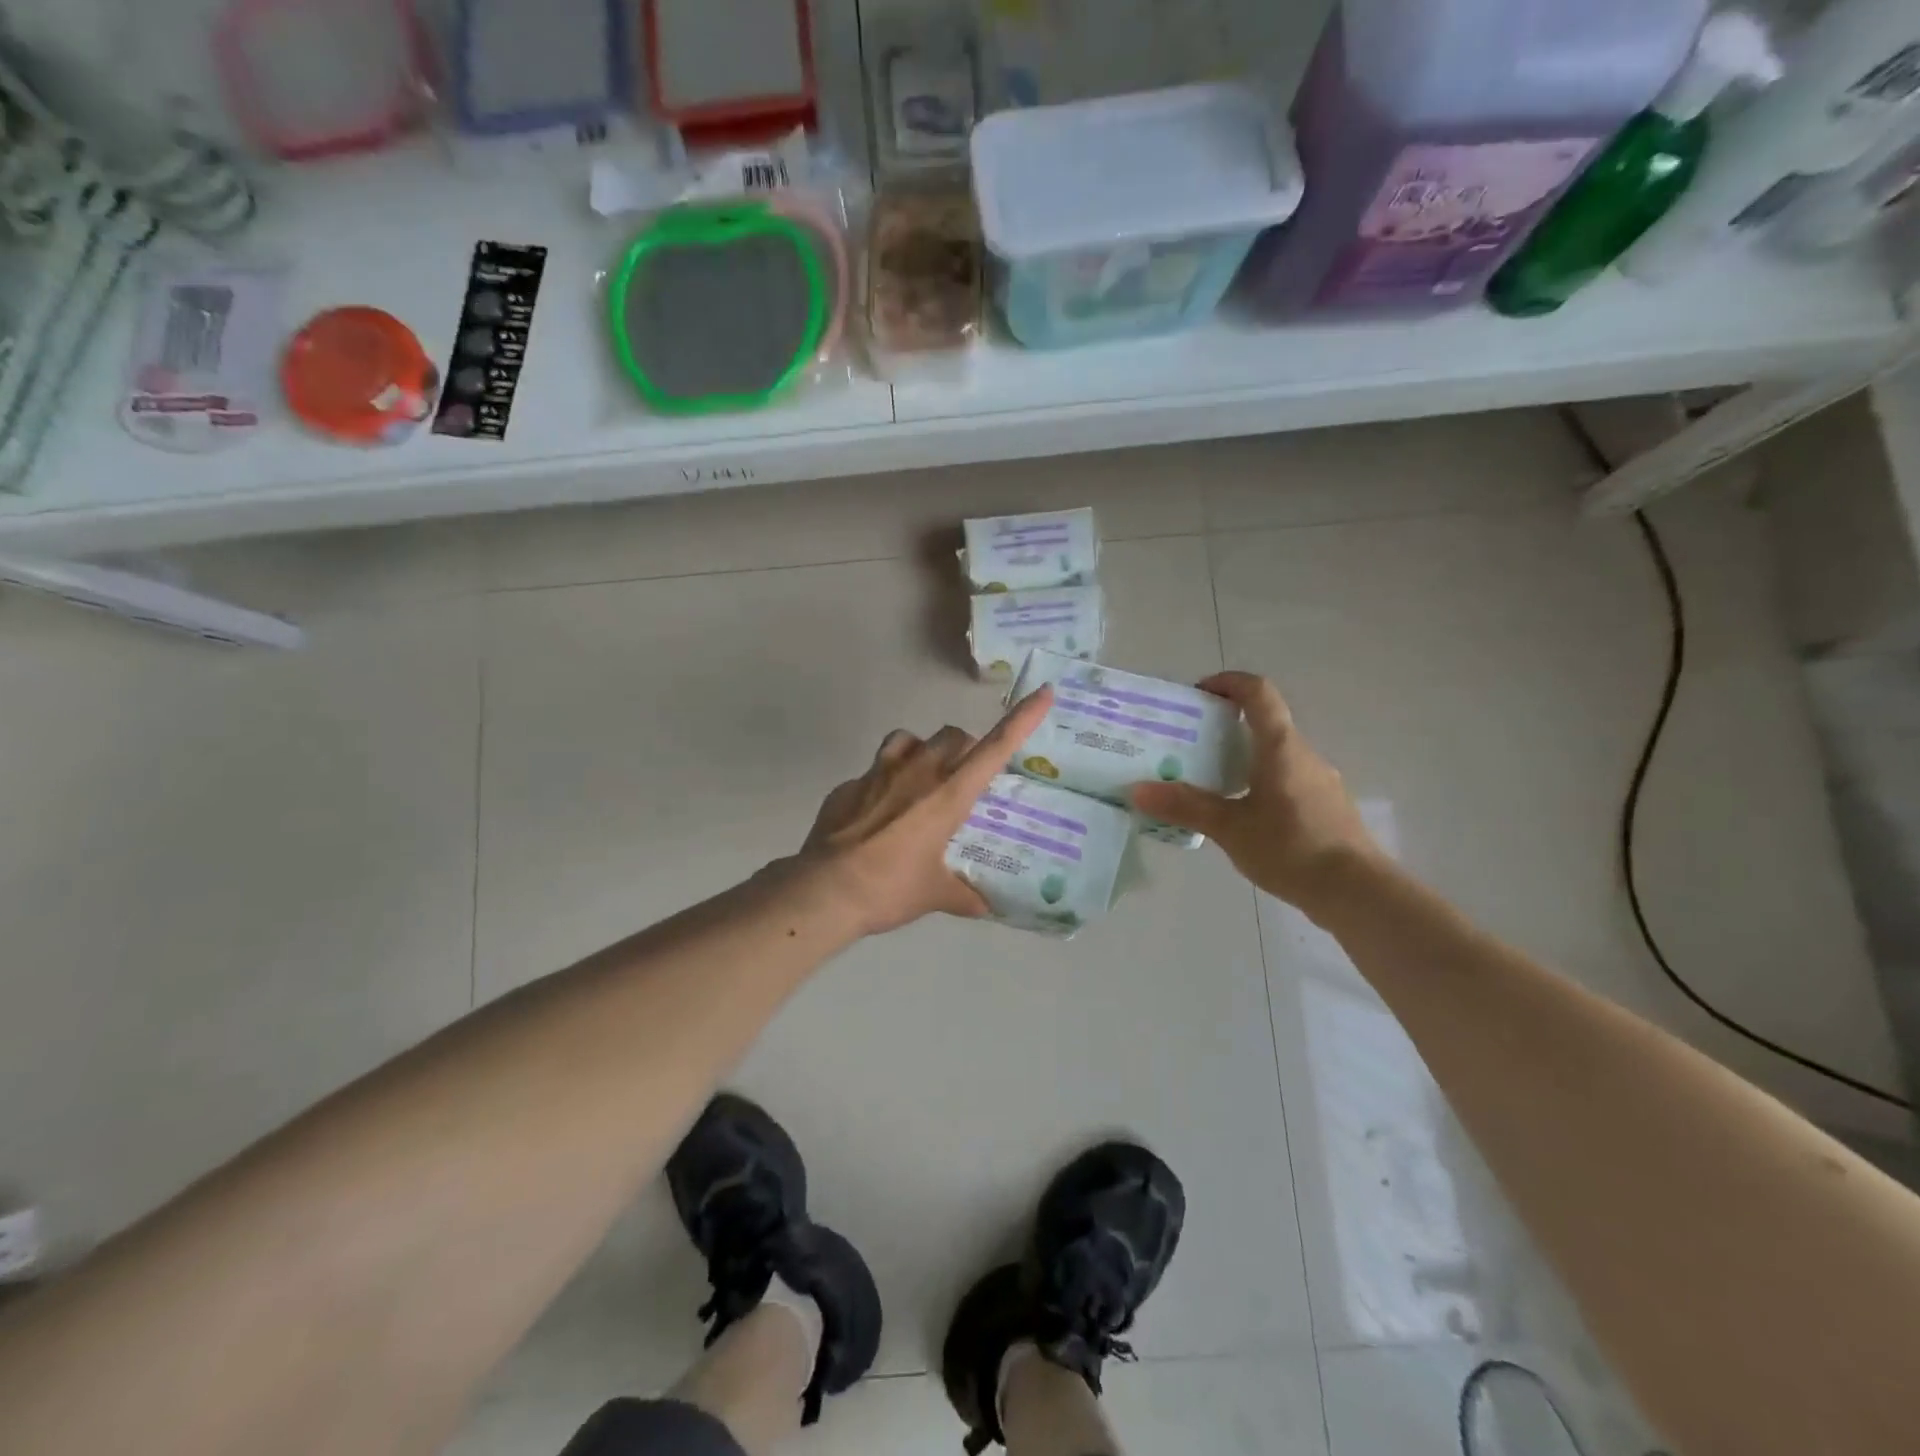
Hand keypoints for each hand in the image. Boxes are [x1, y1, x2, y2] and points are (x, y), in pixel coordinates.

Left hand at [796, 686, 1055, 936]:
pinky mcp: (848, 784)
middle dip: (965, 748)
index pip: (995, 748)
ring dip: (922, 753)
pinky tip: (878, 815)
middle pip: (953, 736)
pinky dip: (884, 783)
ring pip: (909, 739)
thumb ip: (963, 895)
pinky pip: (874, 771)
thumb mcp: (935, 895)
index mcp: (949, 794)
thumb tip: (984, 905)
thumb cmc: (890, 889)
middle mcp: (918, 772)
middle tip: (964, 780)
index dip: (1022, 719)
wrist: (825, 891)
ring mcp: (879, 772)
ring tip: (920, 783)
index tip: (1044, 693)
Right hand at [1130, 672, 1381, 916]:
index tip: (1199, 693)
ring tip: (1207, 784)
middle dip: (1225, 727)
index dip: (1228, 682)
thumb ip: (1185, 806)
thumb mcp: (1229, 828)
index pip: (1258, 693)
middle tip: (1189, 746)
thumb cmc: (1291, 848)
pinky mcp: (1326, 808)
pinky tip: (1241, 816)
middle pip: (1264, 724)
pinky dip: (1259, 784)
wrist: (1357, 892)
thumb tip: (1137, 790)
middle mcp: (1303, 755)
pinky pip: (1286, 781)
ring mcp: (1319, 782)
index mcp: (1281, 747)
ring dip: (1242, 759)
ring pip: (1275, 756)